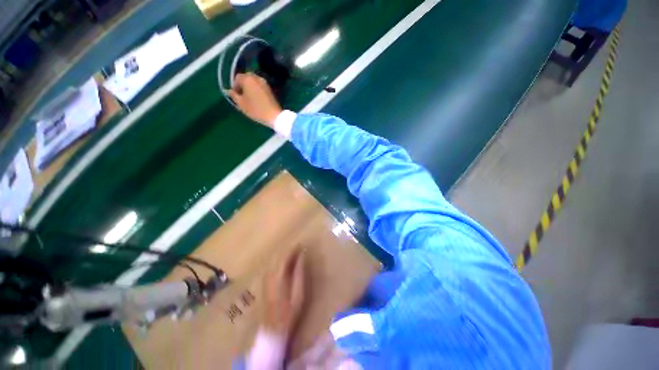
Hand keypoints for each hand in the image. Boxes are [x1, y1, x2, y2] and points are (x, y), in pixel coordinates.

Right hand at [227, 73, 282, 127]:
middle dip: (242, 85)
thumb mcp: (241, 104)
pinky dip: (256, 90)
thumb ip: (234, 96)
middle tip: (241, 95)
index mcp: (248, 79)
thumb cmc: (256, 109)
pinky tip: (256, 98)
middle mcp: (256, 78)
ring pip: (254, 82)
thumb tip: (228, 91)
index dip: (235, 86)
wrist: (274, 115)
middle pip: (246, 78)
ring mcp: (265, 83)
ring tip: (249, 98)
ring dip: (249, 87)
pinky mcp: (270, 89)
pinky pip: (260, 86)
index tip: (235, 95)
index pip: (237, 78)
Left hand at [261, 249, 306, 336]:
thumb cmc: (289, 312)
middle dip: (288, 250)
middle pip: (277, 256)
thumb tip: (301, 257)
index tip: (301, 245)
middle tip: (298, 247)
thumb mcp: (298, 293)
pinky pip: (270, 266)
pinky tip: (283, 262)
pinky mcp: (263, 283)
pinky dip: (278, 261)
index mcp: (278, 276)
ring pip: (273, 260)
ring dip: (282, 254)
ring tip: (293, 253)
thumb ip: (299, 273)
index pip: (285, 257)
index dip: (293, 249)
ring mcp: (264, 279)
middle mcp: (269, 275)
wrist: (272, 329)